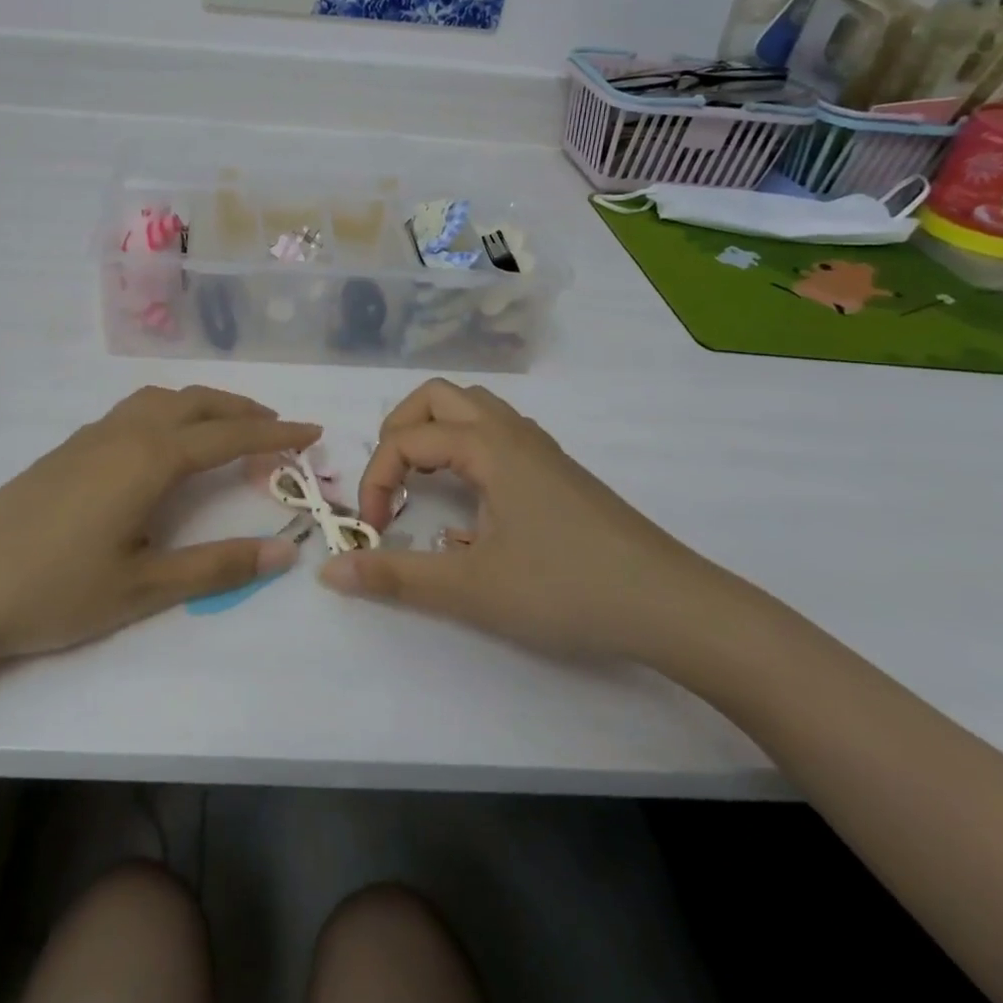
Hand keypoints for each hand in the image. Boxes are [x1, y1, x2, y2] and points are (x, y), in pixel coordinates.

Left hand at [0, 386, 317, 661]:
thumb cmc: (55, 590)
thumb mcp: (144, 587)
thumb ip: (217, 567)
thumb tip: (284, 552)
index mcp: (151, 459)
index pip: (229, 436)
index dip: (275, 434)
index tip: (312, 431)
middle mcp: (126, 433)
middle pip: (197, 403)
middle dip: (243, 411)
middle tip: (277, 427)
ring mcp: (92, 435)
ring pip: (162, 399)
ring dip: (203, 405)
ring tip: (226, 428)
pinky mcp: (68, 448)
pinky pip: (134, 410)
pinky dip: (169, 411)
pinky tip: (164, 443)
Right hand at [321, 380, 725, 663]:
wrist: (672, 606)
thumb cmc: (566, 589)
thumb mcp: (471, 589)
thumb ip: (395, 576)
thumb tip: (329, 571)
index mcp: (487, 446)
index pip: (406, 440)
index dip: (375, 480)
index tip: (375, 530)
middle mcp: (511, 432)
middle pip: (437, 396)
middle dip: (399, 430)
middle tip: (392, 482)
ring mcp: (540, 448)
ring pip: (473, 409)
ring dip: (435, 433)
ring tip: (424, 483)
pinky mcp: (559, 470)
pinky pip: (499, 433)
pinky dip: (467, 447)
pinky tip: (474, 502)